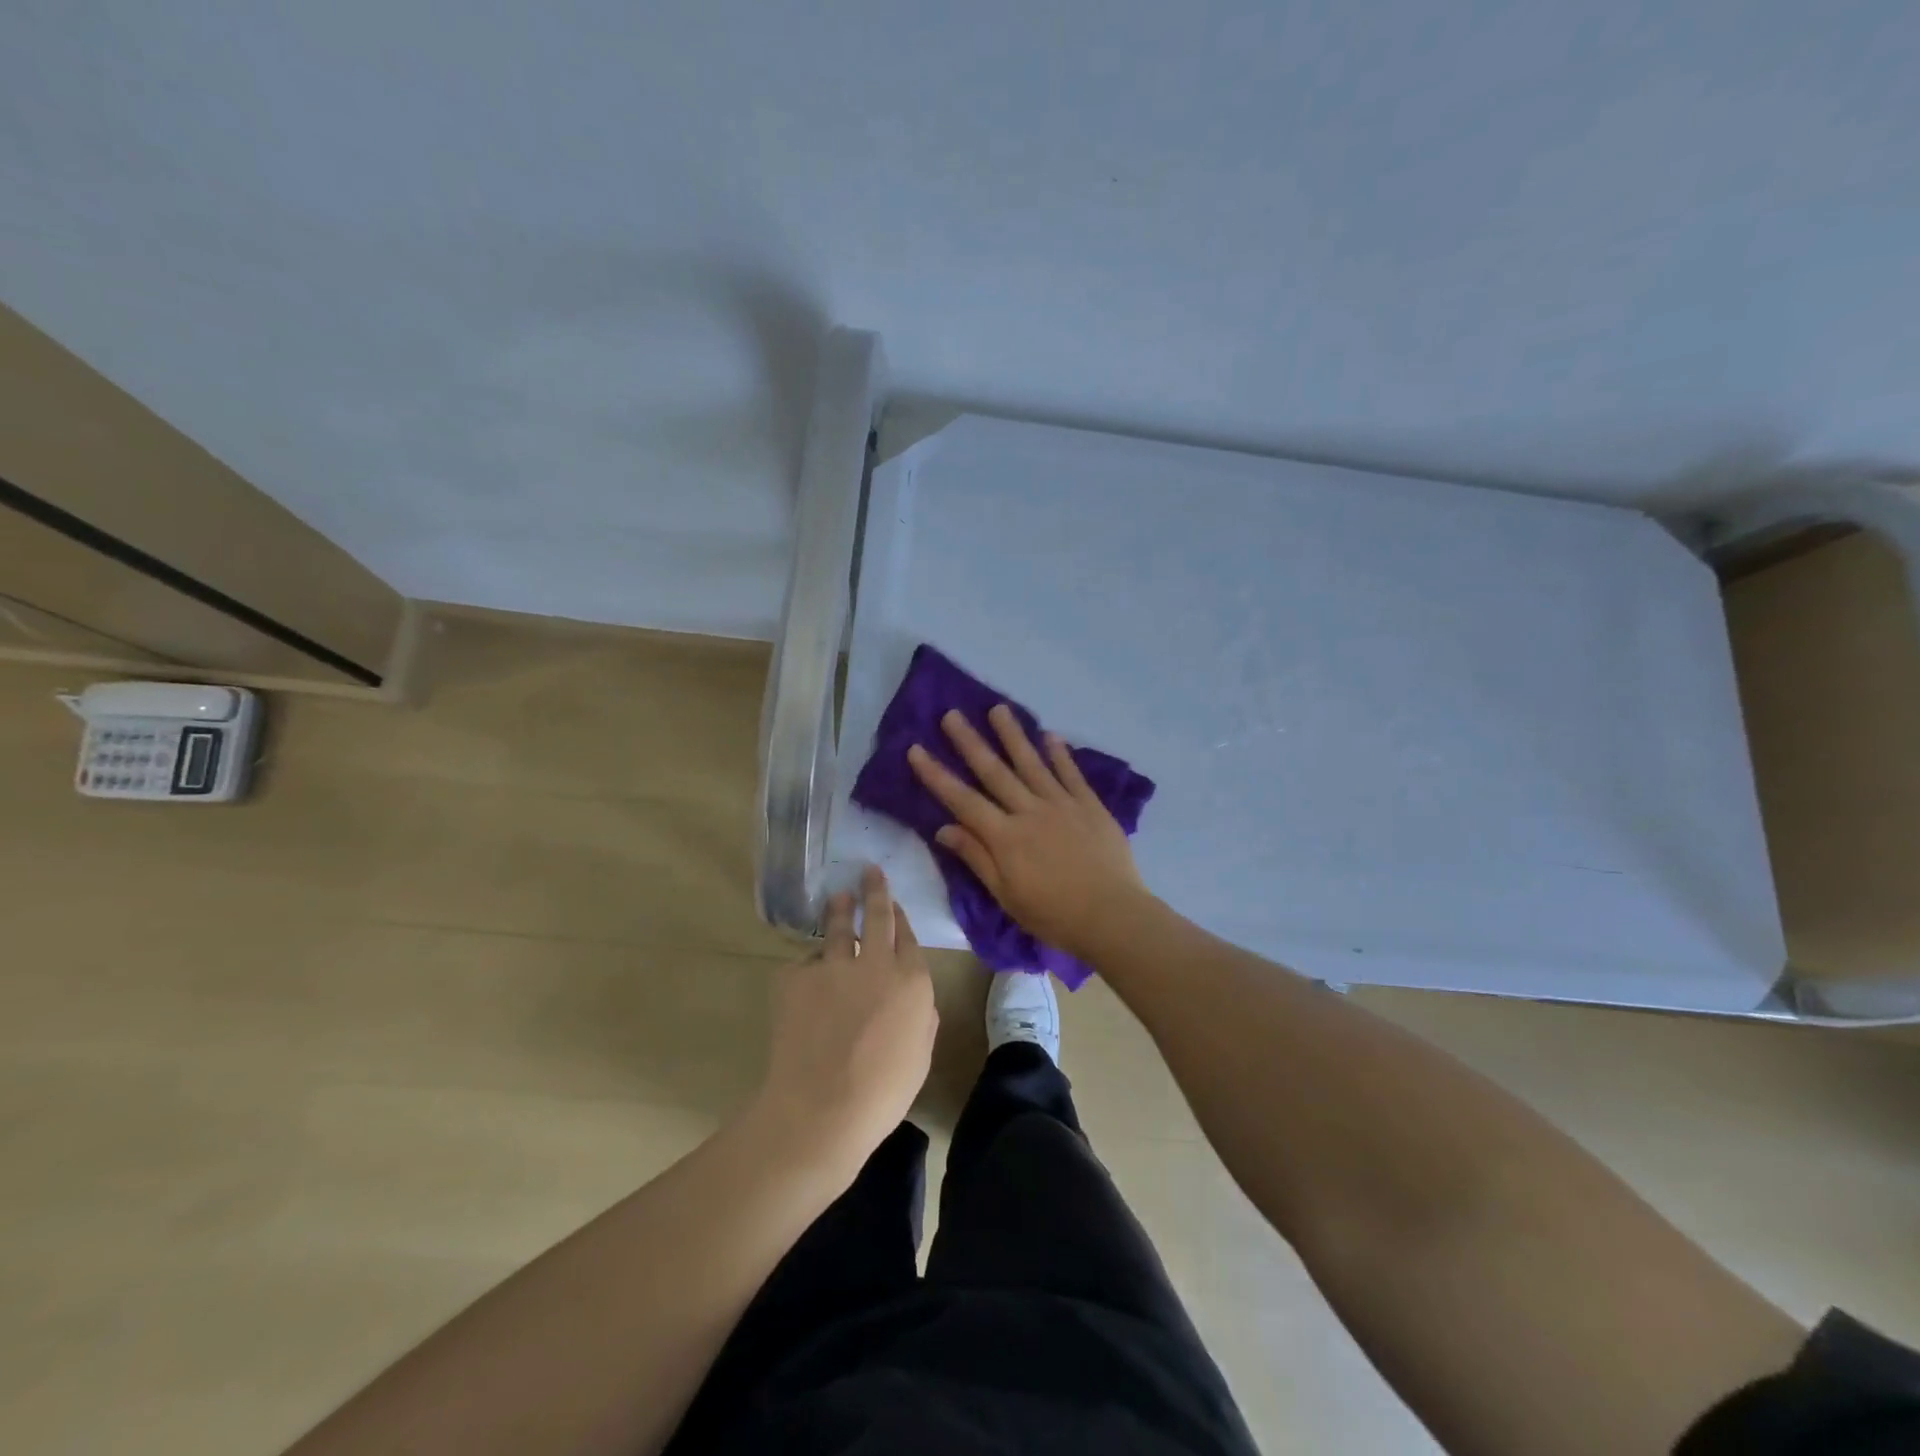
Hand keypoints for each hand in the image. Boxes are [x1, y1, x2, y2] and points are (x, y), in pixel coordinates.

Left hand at [755, 867, 937, 1174]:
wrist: (822, 1107)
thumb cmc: (883, 1092)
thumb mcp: (920, 1054)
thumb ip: (921, 1015)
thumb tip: (914, 998)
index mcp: (911, 980)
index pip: (907, 936)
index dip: (900, 917)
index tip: (894, 904)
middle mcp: (874, 961)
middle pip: (876, 915)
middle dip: (875, 889)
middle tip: (870, 870)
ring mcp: (832, 965)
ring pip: (836, 926)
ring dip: (839, 908)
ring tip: (838, 896)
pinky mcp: (796, 976)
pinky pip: (804, 964)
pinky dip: (809, 969)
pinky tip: (805, 984)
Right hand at [907, 705, 1149, 959]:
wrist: (1113, 916)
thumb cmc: (1054, 914)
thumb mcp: (1006, 895)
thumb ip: (977, 857)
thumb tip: (943, 828)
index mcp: (1005, 836)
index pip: (962, 799)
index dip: (937, 775)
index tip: (916, 749)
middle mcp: (1030, 811)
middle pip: (994, 771)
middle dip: (970, 742)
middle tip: (952, 714)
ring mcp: (1062, 804)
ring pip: (1031, 763)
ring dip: (1013, 735)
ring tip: (998, 709)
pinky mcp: (1090, 805)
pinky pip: (1071, 773)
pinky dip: (1059, 754)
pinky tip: (1049, 735)